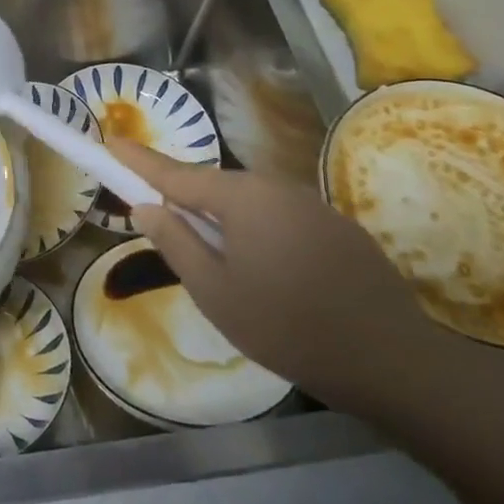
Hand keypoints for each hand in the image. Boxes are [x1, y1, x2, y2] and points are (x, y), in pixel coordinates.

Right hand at [111, 139, 462, 417]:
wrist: (394, 362)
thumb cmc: (287, 326)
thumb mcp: (214, 292)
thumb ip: (175, 243)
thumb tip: (146, 206)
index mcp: (241, 197)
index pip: (175, 173)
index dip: (139, 160)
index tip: (109, 141)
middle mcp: (276, 187)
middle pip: (213, 187)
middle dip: (185, 200)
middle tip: (161, 224)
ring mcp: (312, 205)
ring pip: (249, 204)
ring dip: (224, 221)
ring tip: (220, 266)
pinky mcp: (338, 228)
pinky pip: (280, 219)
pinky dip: (259, 233)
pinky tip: (269, 275)